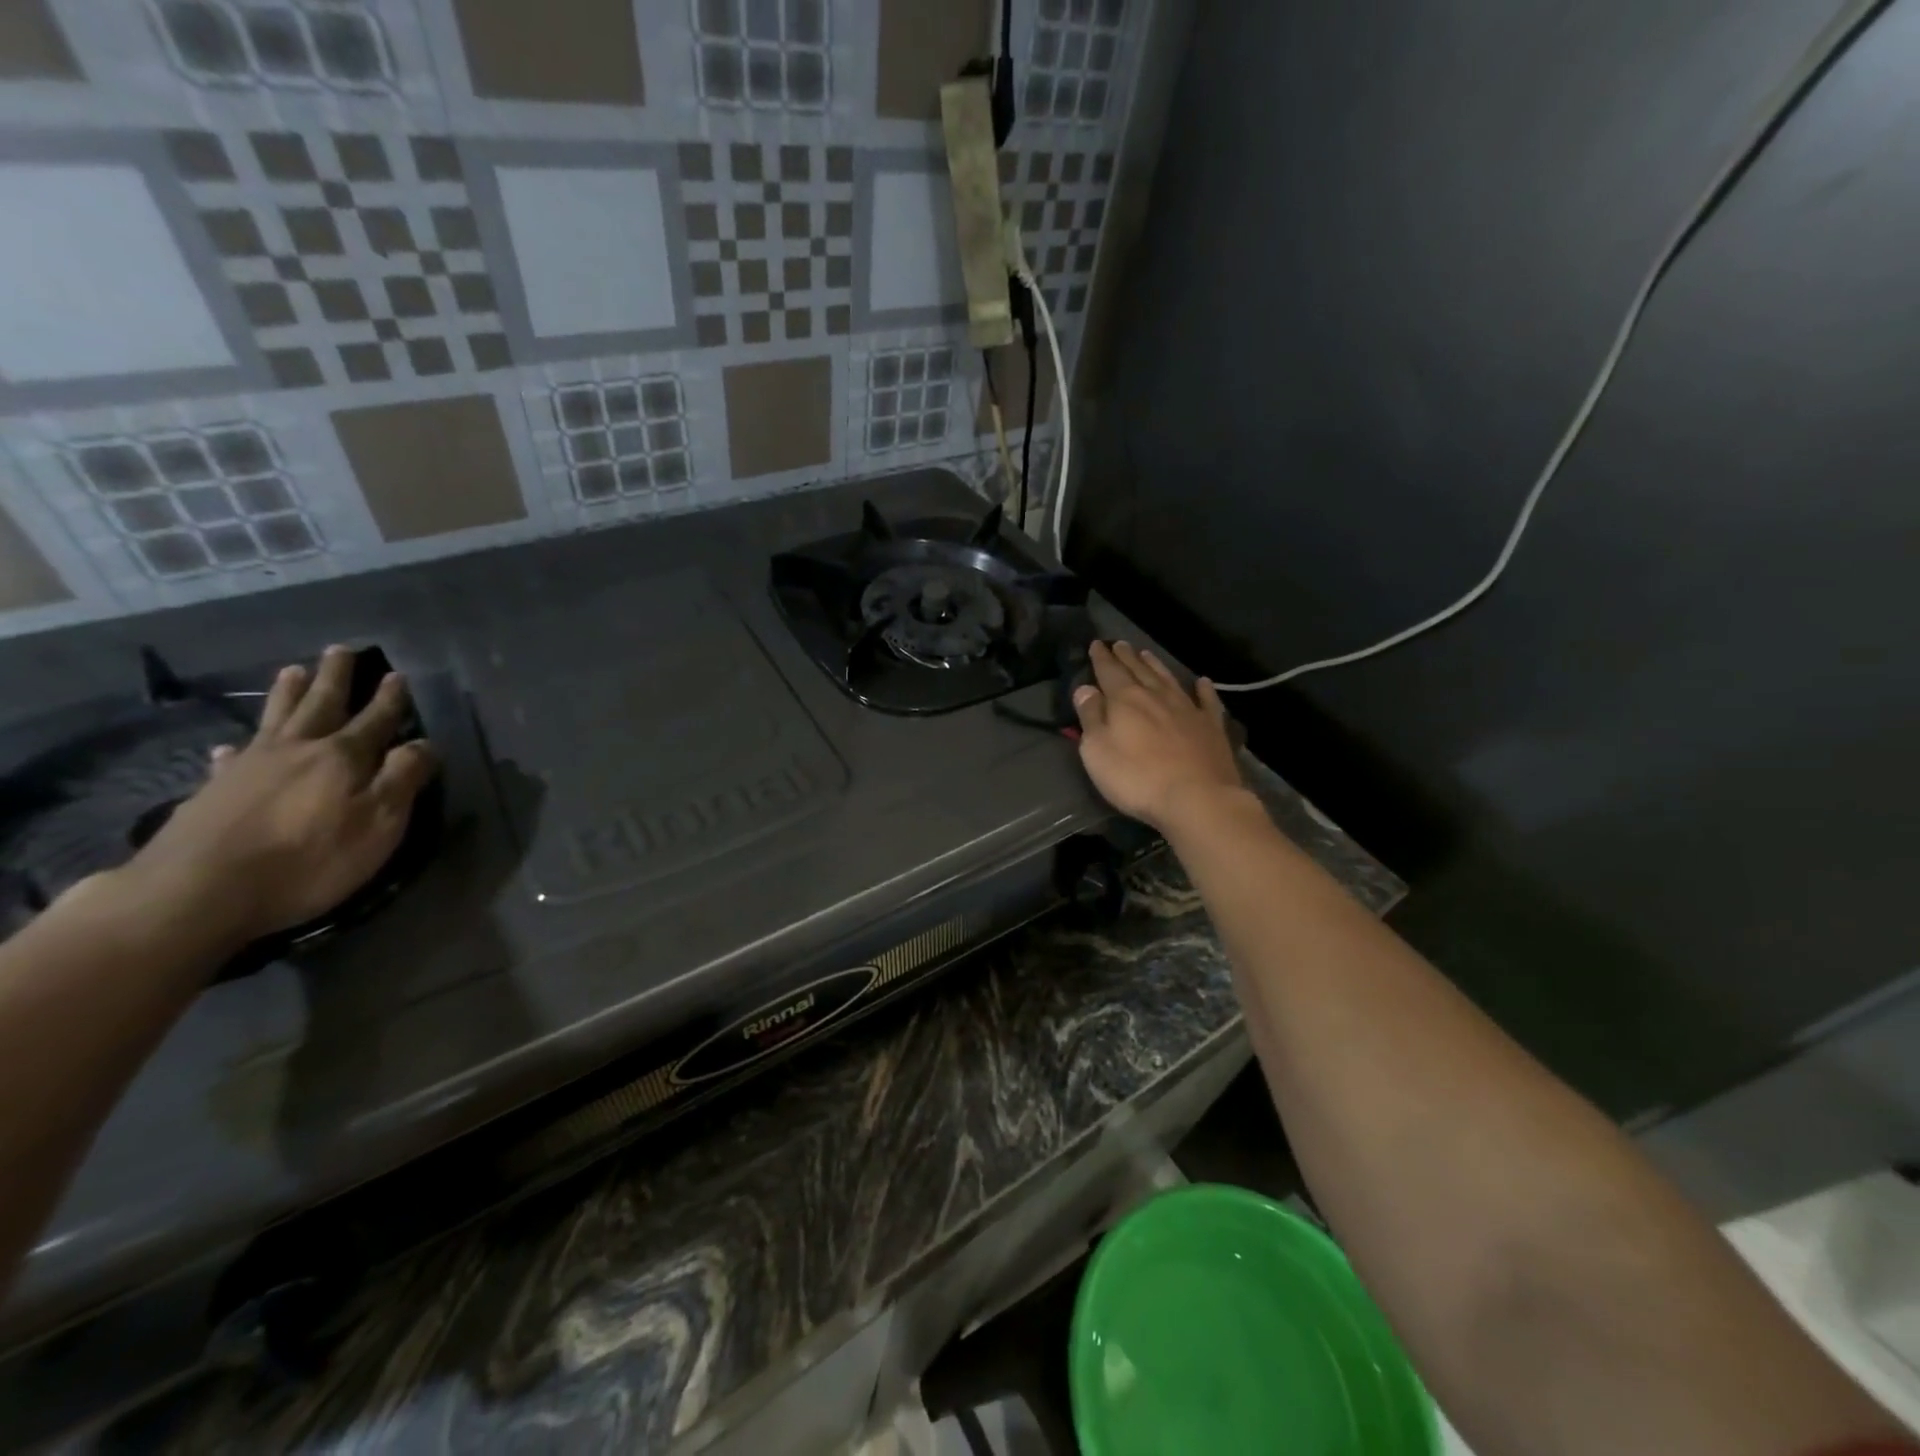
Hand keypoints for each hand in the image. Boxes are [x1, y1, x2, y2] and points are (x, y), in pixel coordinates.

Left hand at [122, 646, 438, 945]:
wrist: (200, 891)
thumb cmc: (310, 859)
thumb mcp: (379, 822)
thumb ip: (404, 778)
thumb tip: (425, 744)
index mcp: (343, 757)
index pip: (376, 719)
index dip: (390, 699)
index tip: (397, 674)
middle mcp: (298, 750)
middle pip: (322, 705)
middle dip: (336, 678)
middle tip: (341, 650)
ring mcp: (250, 767)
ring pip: (275, 719)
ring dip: (287, 694)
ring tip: (292, 671)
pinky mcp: (214, 791)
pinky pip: (231, 758)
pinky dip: (237, 748)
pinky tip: (230, 747)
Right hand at [1071, 641, 1243, 831]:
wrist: (1197, 798)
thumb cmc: (1137, 778)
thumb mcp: (1097, 751)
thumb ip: (1090, 717)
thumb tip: (1085, 689)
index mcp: (1126, 700)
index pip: (1109, 672)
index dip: (1101, 658)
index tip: (1096, 644)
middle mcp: (1156, 697)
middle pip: (1139, 671)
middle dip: (1127, 657)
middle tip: (1120, 644)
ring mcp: (1188, 710)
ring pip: (1168, 679)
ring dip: (1156, 666)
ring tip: (1147, 654)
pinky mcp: (1211, 727)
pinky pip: (1207, 701)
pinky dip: (1204, 690)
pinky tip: (1202, 682)